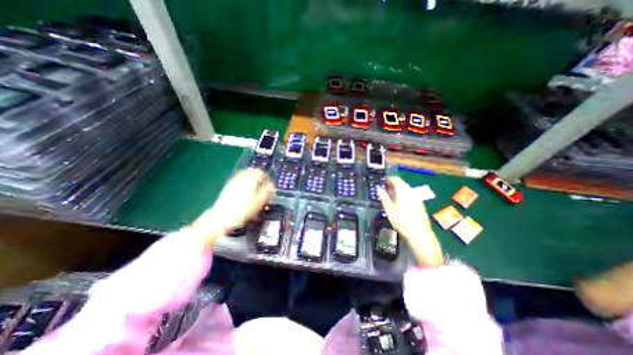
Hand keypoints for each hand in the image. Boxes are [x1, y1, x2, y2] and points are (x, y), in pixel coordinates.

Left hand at [191, 170, 273, 243]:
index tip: (269, 184)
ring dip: (251, 179)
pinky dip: (244, 183)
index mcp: (250, 180)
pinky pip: (238, 180)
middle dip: (259, 177)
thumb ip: (267, 191)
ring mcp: (233, 182)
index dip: (267, 177)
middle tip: (263, 185)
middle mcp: (241, 178)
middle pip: (252, 172)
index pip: (260, 172)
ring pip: (244, 175)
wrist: (220, 218)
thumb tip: (272, 186)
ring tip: (255, 188)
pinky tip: (245, 191)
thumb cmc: (242, 211)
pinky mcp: (227, 187)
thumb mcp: (259, 202)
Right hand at [377, 177, 440, 265]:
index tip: (382, 181)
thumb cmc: (402, 220)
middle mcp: (411, 192)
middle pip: (402, 184)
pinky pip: (410, 195)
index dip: (388, 179)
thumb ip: (384, 197)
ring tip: (390, 196)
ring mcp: (417, 198)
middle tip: (384, 189)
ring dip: (398, 190)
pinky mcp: (420, 204)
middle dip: (393, 185)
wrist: (420, 234)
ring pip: (406, 190)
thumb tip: (378, 189)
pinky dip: (403, 195)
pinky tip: (399, 203)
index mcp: (403, 191)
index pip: (396, 179)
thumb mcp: (389, 209)